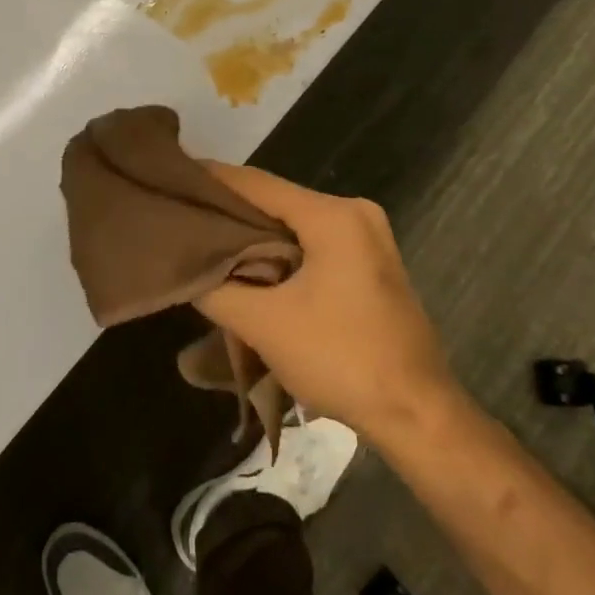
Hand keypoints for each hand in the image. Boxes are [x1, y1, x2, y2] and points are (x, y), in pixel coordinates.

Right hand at [193, 163, 461, 445]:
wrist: (420, 417)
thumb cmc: (342, 360)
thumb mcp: (265, 325)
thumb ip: (216, 288)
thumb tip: (186, 268)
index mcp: (334, 215)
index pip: (257, 183)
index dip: (211, 180)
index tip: (174, 177)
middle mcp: (355, 213)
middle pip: (277, 202)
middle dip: (230, 212)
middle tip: (184, 216)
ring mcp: (368, 238)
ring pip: (294, 225)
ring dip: (255, 236)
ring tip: (206, 242)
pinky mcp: (371, 264)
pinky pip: (313, 244)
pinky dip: (281, 252)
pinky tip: (250, 267)